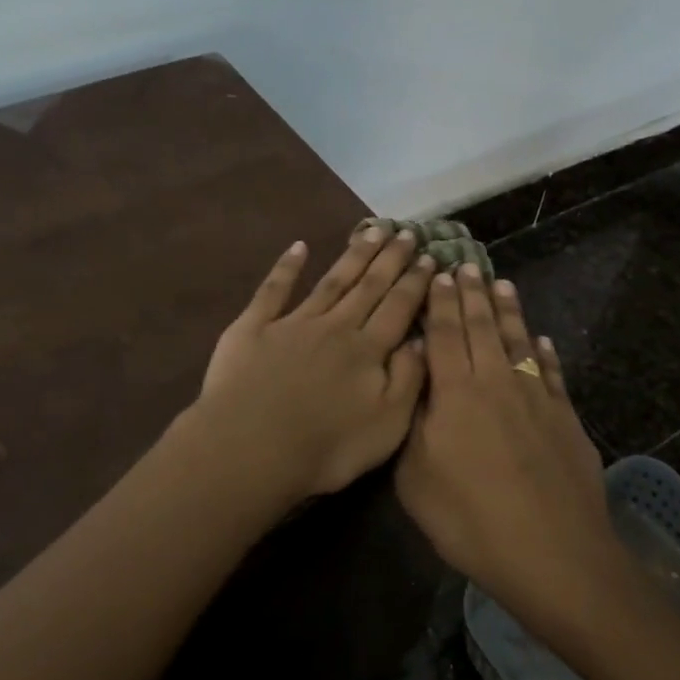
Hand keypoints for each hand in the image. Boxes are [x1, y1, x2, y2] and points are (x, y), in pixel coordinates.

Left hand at [194, 225, 433, 502]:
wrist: (249, 449)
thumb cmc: (325, 448)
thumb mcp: (387, 425)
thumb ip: (408, 379)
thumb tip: (422, 340)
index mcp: (367, 350)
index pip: (398, 307)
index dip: (415, 282)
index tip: (429, 256)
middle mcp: (335, 326)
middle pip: (368, 286)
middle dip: (390, 258)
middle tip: (407, 231)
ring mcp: (292, 322)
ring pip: (331, 281)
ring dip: (354, 255)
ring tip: (373, 230)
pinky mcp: (253, 327)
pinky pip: (274, 290)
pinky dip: (287, 266)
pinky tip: (299, 246)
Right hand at [395, 264, 622, 639]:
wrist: (554, 554)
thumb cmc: (471, 520)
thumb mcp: (416, 478)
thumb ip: (412, 422)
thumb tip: (414, 381)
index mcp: (456, 393)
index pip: (445, 333)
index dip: (440, 302)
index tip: (438, 273)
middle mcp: (497, 382)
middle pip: (482, 327)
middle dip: (472, 293)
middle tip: (466, 264)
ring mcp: (536, 397)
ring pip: (518, 341)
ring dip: (508, 311)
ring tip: (501, 283)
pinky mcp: (565, 418)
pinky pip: (552, 373)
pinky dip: (545, 352)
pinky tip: (543, 340)